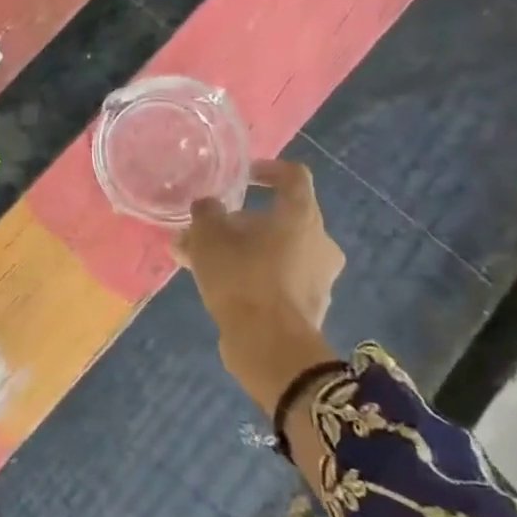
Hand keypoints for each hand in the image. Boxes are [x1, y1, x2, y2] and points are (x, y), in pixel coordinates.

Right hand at [174, 159, 345, 413]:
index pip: (293, 176)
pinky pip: (275, 278)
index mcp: (301, 216)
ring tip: (197, 260)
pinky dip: (249, 275)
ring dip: (239, 250)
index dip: (267, 170)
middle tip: (204, 230)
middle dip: (238, 222)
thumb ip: (206, 214)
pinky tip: (215, 285)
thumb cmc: (242, 277)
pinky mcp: (308, 306)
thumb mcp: (208, 237)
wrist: (270, 346)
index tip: (241, 177)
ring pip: (273, 251)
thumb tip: (208, 206)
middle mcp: (319, 242)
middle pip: (279, 218)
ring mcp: (318, 277)